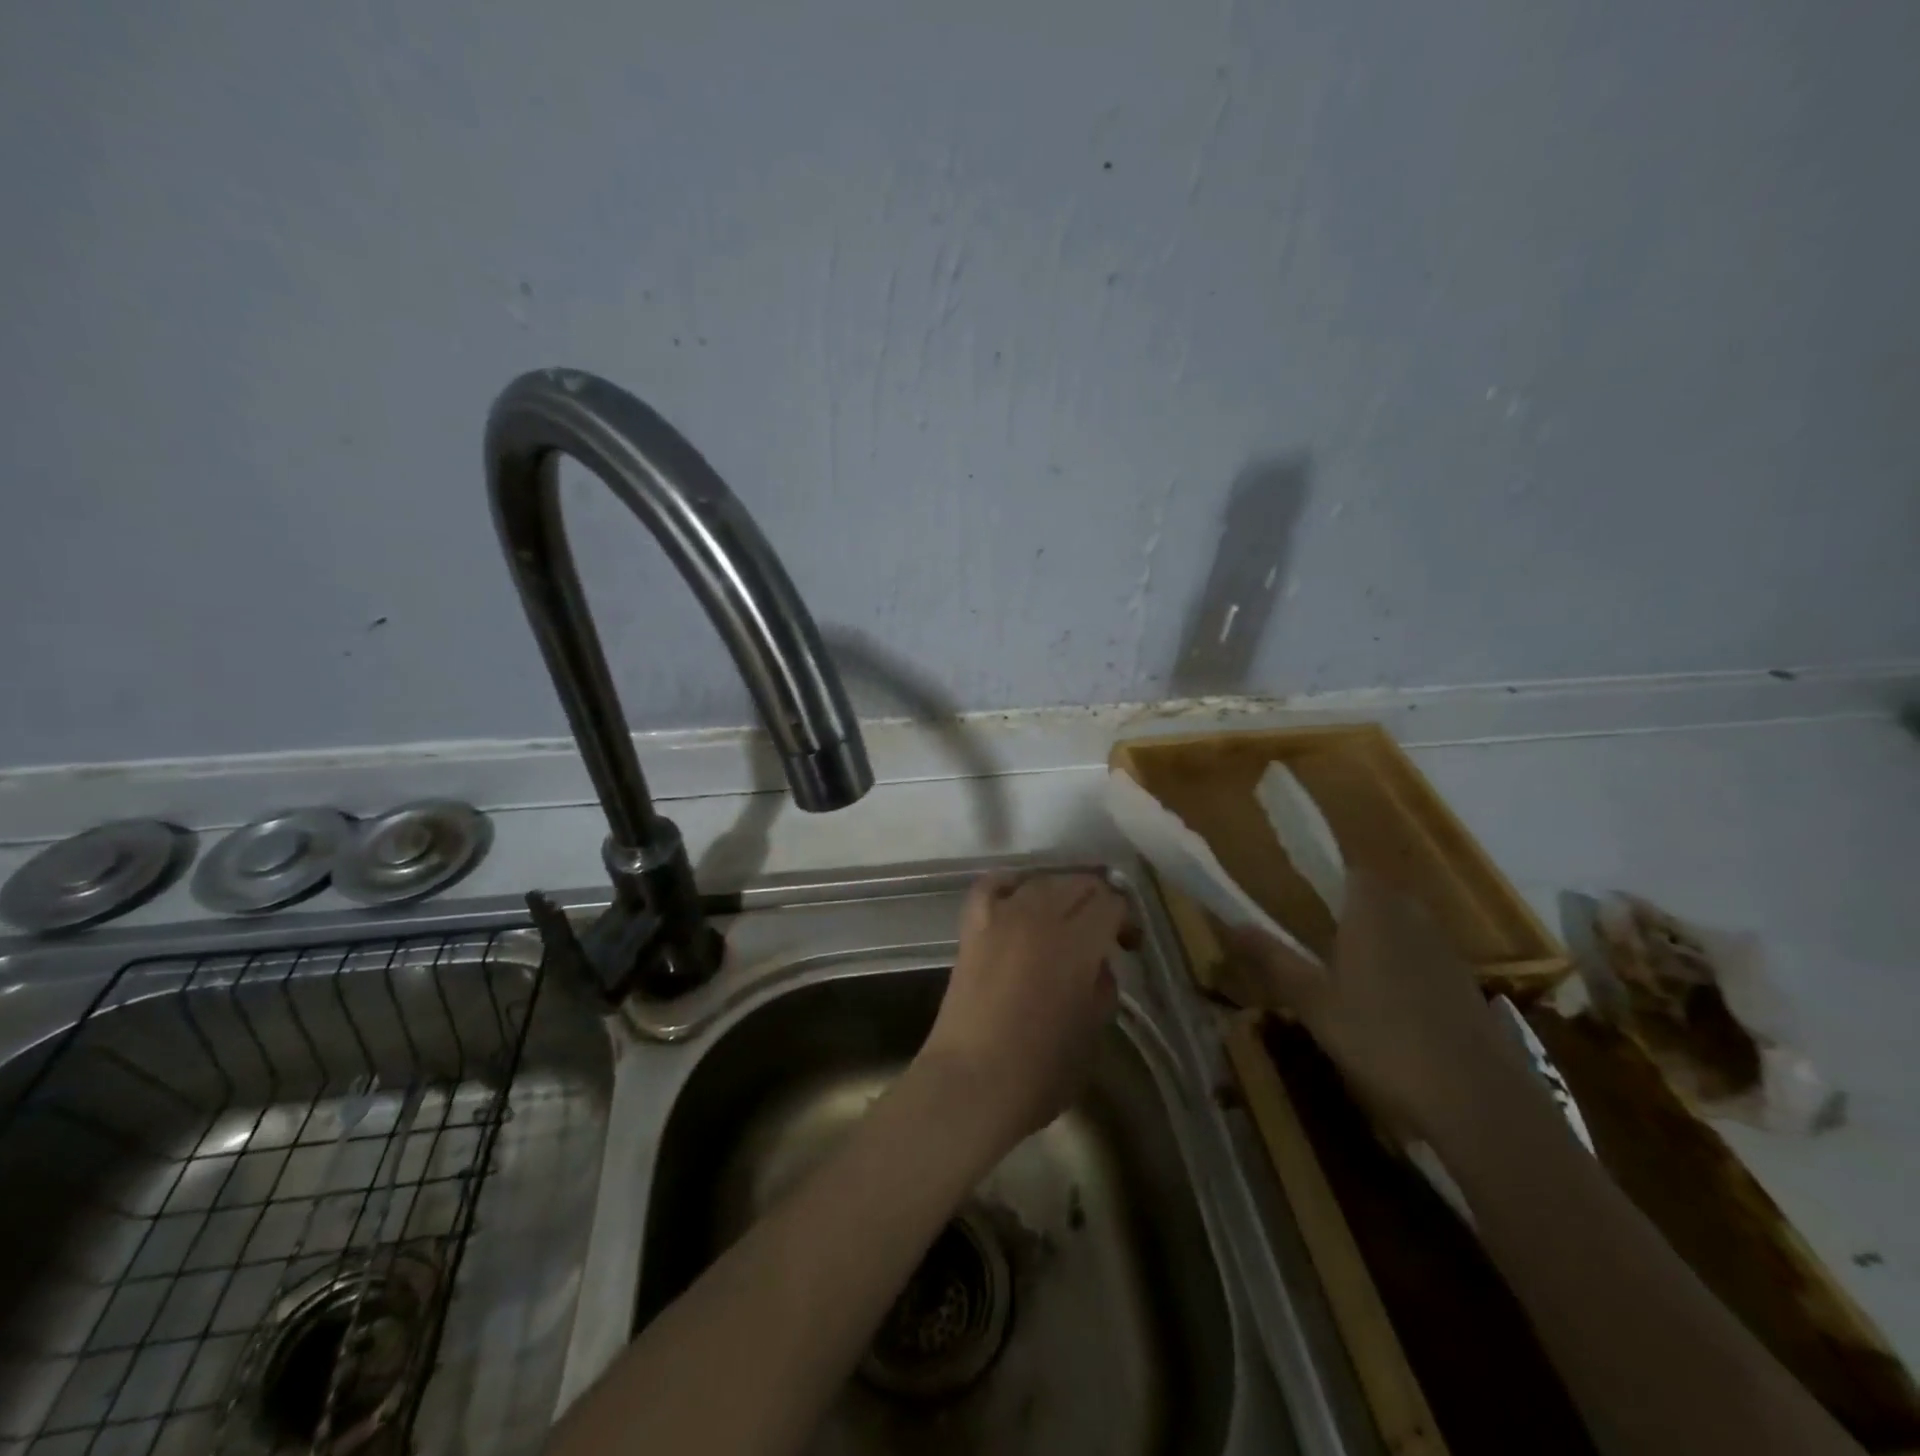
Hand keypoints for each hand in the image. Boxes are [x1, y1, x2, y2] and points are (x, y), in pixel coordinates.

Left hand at [919, 872, 1134, 1147]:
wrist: (971, 1082)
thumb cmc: (1041, 1069)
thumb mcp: (1093, 1030)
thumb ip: (1103, 986)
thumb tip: (1098, 963)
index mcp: (1077, 942)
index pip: (1111, 902)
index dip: (1125, 919)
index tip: (1127, 945)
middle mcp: (1040, 917)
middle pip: (1078, 883)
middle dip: (1098, 901)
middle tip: (1103, 934)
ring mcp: (1001, 918)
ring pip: (1040, 881)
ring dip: (1060, 893)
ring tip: (1066, 919)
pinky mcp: (972, 928)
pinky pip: (992, 886)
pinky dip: (1010, 885)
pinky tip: (1020, 898)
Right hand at [1222, 870, 1527, 1139]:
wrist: (1477, 1100)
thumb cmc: (1380, 1038)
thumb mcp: (1313, 1001)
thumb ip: (1273, 957)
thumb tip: (1233, 923)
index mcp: (1373, 911)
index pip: (1350, 871)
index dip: (1325, 879)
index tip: (1299, 896)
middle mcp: (1413, 918)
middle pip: (1377, 898)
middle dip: (1348, 912)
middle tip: (1316, 938)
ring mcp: (1446, 953)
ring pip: (1404, 930)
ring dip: (1378, 942)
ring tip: (1347, 975)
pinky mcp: (1467, 987)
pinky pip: (1425, 961)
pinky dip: (1404, 972)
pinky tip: (1388, 1009)